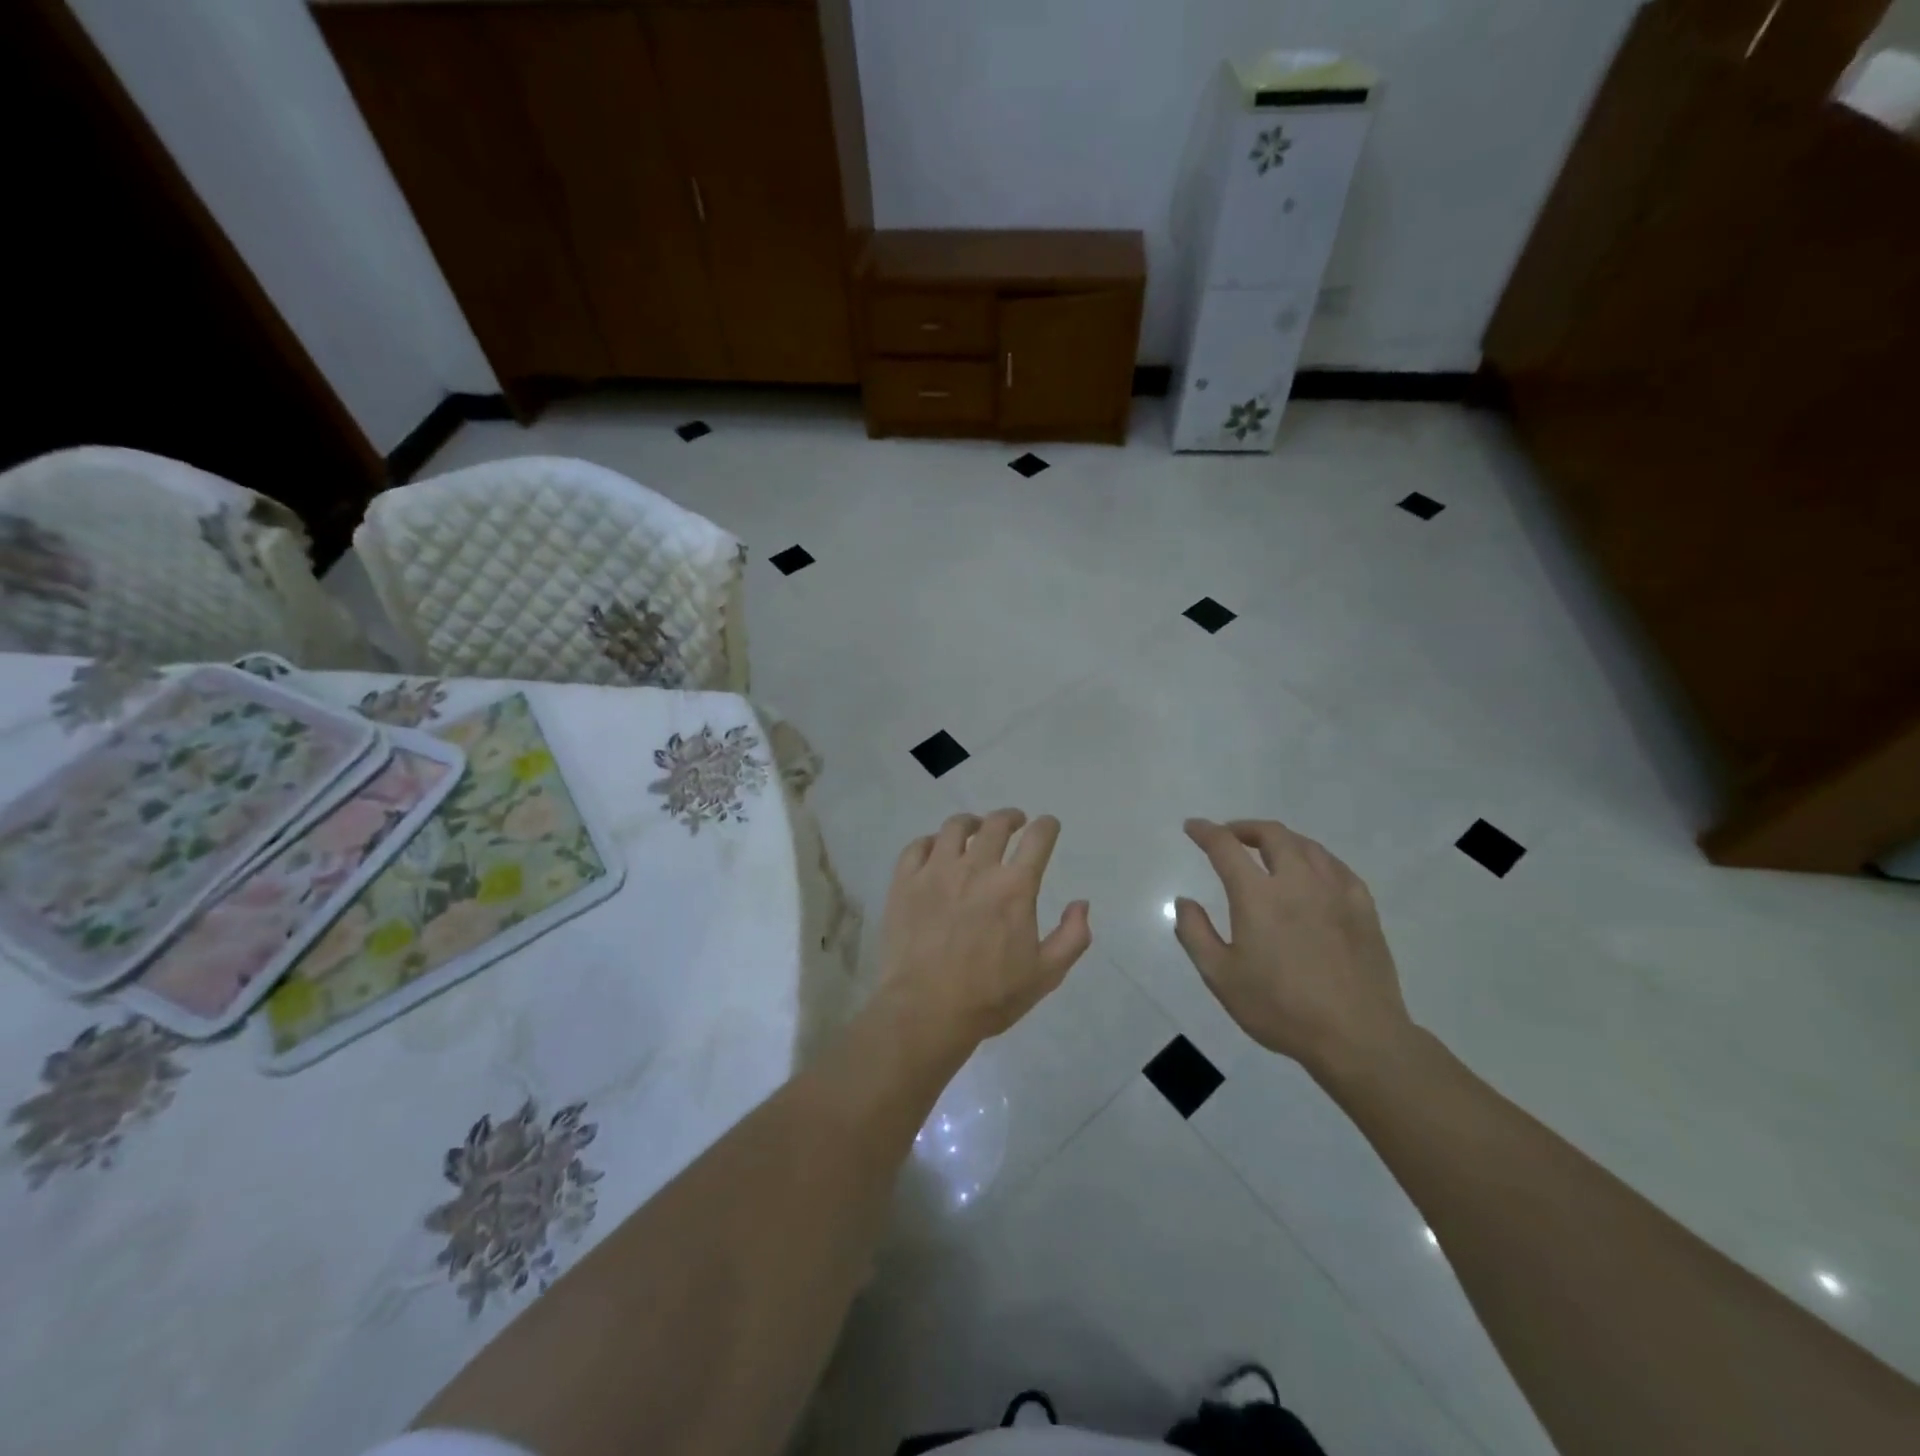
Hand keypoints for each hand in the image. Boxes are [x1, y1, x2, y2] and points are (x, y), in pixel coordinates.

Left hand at [878, 809, 1091, 1041]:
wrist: (925, 1011)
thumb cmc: (990, 997)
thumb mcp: (1046, 975)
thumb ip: (1072, 936)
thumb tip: (1081, 903)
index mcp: (1014, 887)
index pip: (1038, 838)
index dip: (1046, 826)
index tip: (1047, 826)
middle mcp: (977, 868)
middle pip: (996, 824)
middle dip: (1010, 818)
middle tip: (1014, 823)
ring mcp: (936, 871)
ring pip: (955, 827)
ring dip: (971, 823)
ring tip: (974, 830)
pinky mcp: (905, 882)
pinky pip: (918, 846)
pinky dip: (931, 842)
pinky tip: (935, 850)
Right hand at [1173, 818, 1414, 1082]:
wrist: (1357, 1037)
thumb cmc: (1280, 1008)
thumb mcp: (1221, 976)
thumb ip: (1195, 933)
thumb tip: (1184, 901)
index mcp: (1257, 895)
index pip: (1225, 846)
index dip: (1205, 832)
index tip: (1193, 827)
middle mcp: (1297, 882)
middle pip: (1272, 835)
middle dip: (1245, 828)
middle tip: (1229, 836)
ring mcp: (1335, 892)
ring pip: (1306, 845)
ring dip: (1280, 840)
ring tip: (1268, 851)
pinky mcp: (1363, 908)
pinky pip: (1336, 867)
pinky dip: (1315, 858)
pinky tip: (1312, 873)